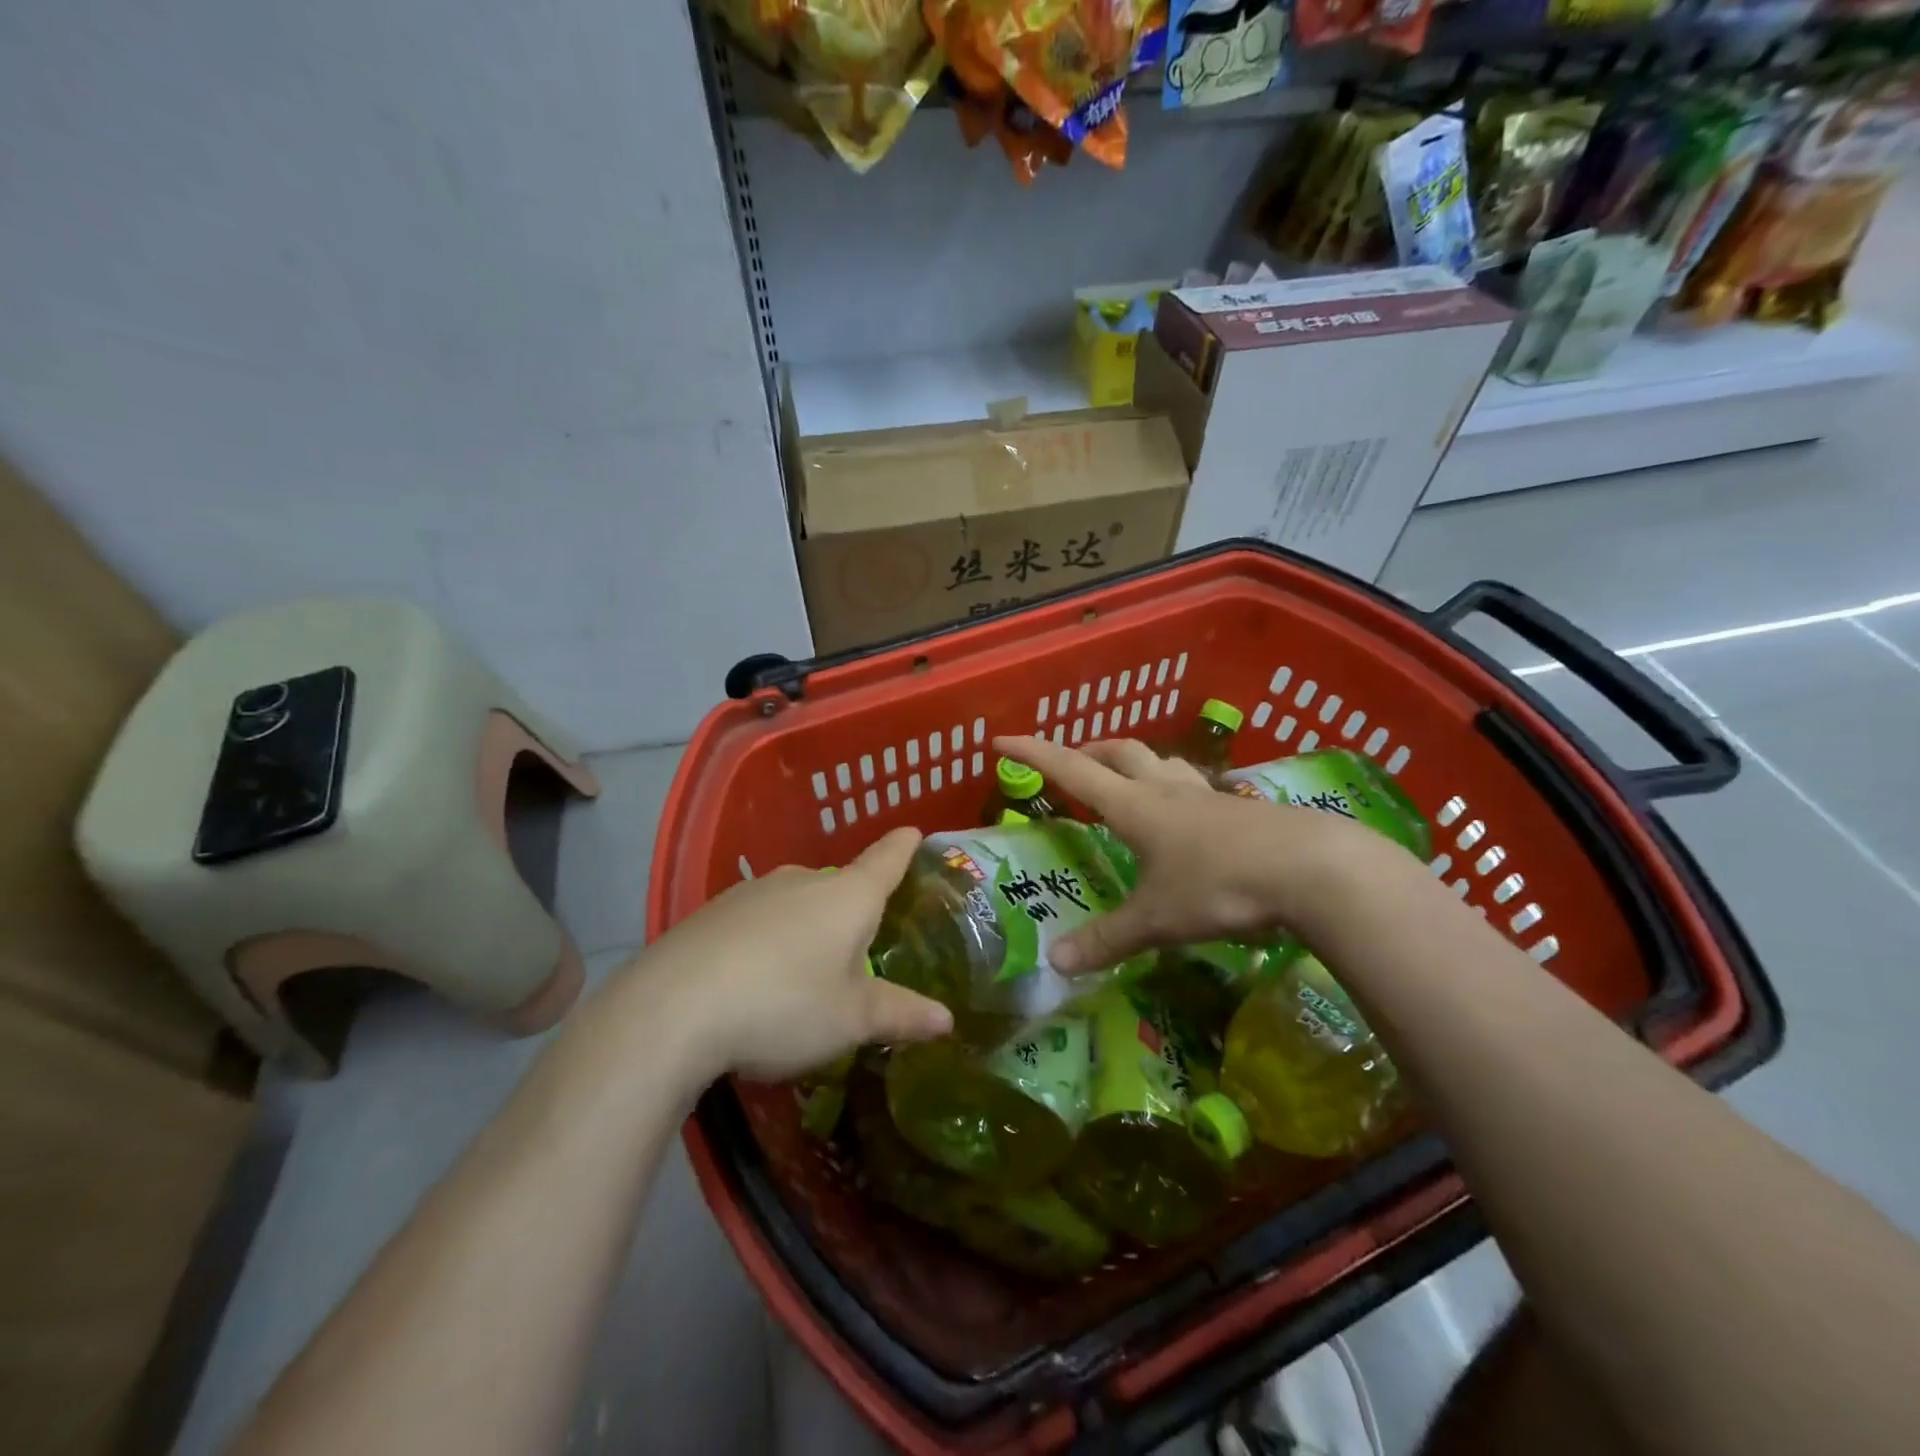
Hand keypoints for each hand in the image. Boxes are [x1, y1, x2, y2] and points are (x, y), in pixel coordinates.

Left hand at [633, 827, 952, 1081]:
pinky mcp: (712, 912)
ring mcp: (752, 892)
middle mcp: (802, 880)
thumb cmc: (784, 1004)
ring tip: (805, 976)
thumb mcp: (851, 1020)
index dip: (904, 846)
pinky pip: (758, 919)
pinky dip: (768, 940)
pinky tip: (754, 980)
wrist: (671, 1009)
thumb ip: (901, 1014)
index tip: (915, 832)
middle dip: (853, 912)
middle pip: (840, 887)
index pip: (886, 859)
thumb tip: (948, 1020)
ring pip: (797, 903)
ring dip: (808, 929)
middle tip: (861, 952)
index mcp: (847, 896)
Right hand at [993, 735, 1389, 972]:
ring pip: (1163, 763)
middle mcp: (1167, 791)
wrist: (1314, 869)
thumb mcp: (1158, 919)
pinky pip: (1200, 788)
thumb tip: (1055, 962)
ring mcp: (1209, 796)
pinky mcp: (1243, 810)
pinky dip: (1180, 790)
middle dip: (1090, 750)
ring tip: (1128, 782)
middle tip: (1072, 763)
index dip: (1034, 754)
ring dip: (1137, 762)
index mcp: (1135, 808)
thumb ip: (1107, 939)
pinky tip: (1191, 817)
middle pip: (1121, 751)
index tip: (1003, 740)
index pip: (1072, 770)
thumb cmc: (1221, 885)